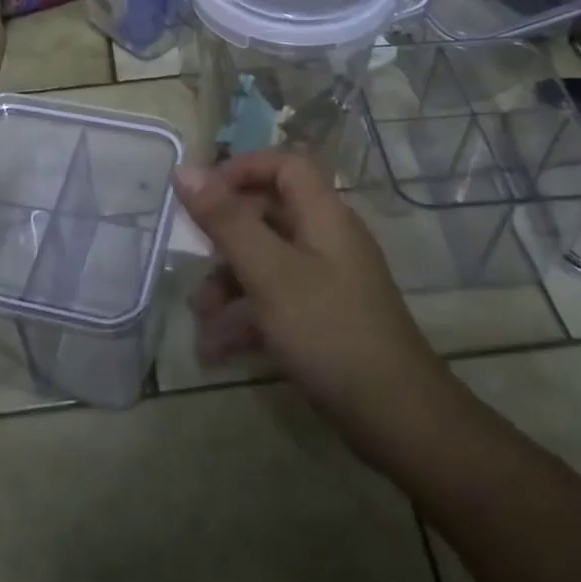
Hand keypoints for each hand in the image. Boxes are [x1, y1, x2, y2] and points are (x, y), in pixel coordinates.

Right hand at [173, 152, 443, 436]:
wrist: (395, 416)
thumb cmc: (328, 329)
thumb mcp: (268, 272)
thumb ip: (225, 220)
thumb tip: (185, 170)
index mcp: (323, 215)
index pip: (285, 165)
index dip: (243, 169)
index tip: (202, 193)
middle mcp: (327, 240)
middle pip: (269, 216)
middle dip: (224, 241)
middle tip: (192, 260)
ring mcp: (327, 282)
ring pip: (267, 264)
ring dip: (228, 288)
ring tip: (201, 320)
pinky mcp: (324, 320)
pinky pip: (276, 303)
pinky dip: (246, 320)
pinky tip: (216, 352)